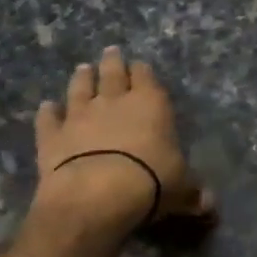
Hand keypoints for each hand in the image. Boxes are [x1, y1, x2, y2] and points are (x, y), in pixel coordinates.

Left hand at [32, 47, 212, 230]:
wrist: (96, 195)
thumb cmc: (149, 183)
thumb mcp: (182, 190)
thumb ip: (193, 192)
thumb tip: (211, 205)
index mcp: (150, 104)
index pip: (147, 77)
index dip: (143, 70)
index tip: (140, 65)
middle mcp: (114, 101)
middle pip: (112, 73)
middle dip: (112, 62)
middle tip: (110, 51)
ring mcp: (79, 115)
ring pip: (80, 88)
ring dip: (81, 78)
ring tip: (82, 68)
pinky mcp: (52, 136)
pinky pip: (48, 119)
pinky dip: (47, 112)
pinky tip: (46, 107)